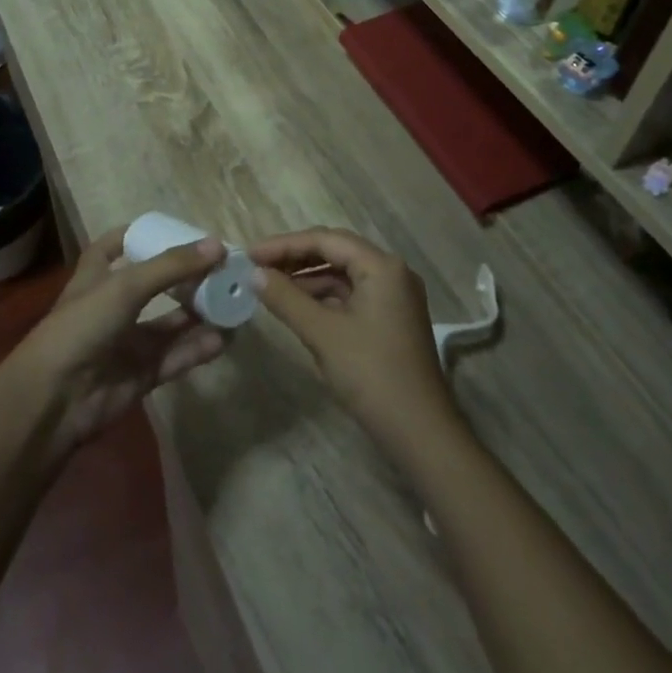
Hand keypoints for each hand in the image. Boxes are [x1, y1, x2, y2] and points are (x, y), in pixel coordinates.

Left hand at [15, 225, 228, 454]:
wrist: (54, 400)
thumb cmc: (81, 326)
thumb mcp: (125, 286)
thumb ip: (172, 266)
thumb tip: (218, 245)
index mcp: (96, 277)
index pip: (114, 246)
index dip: (139, 236)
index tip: (174, 229)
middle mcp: (112, 306)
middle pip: (155, 285)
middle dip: (186, 277)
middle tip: (223, 268)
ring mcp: (127, 342)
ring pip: (170, 323)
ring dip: (199, 313)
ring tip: (233, 302)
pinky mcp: (140, 374)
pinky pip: (176, 356)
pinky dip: (198, 348)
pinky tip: (223, 338)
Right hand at [249, 228, 466, 463]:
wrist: (420, 432)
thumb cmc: (371, 374)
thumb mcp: (323, 334)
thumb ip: (286, 299)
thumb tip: (255, 274)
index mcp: (382, 266)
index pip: (326, 240)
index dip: (285, 244)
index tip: (250, 254)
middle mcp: (392, 272)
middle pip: (336, 252)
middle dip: (295, 258)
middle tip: (257, 267)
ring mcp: (394, 297)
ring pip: (343, 276)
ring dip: (308, 279)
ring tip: (270, 288)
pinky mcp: (391, 320)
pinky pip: (351, 296)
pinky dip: (324, 299)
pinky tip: (298, 308)